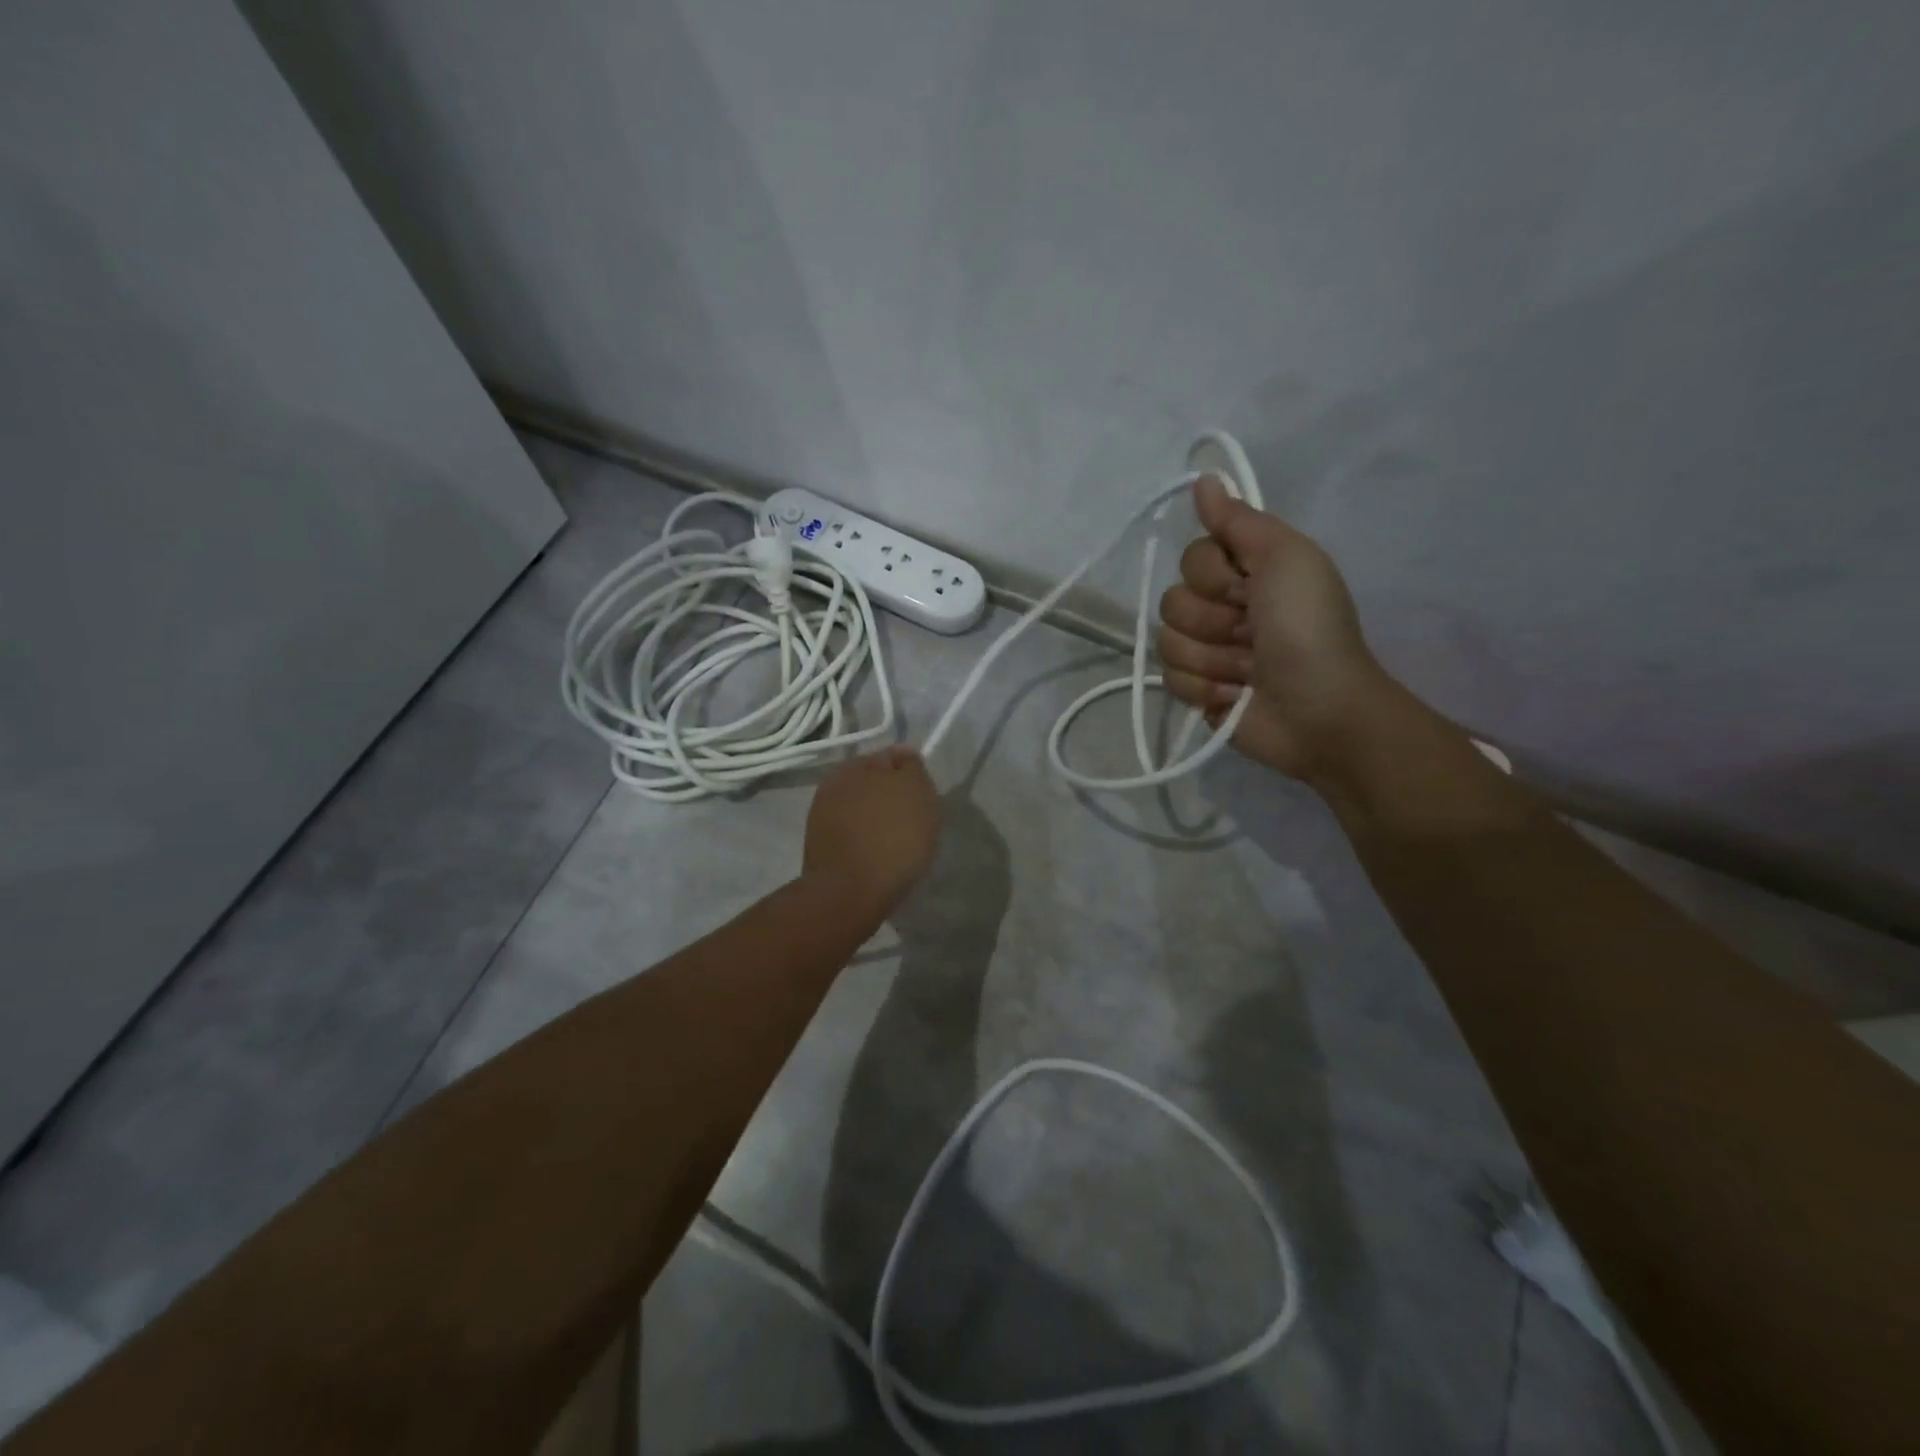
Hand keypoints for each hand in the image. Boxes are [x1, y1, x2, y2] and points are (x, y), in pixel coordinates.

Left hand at [803, 747, 941, 912]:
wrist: (850, 892)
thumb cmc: (893, 839)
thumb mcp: (917, 793)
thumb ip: (912, 769)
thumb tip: (905, 756)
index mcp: (858, 765)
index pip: (892, 757)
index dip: (911, 775)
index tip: (923, 797)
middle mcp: (835, 782)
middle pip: (873, 781)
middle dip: (891, 794)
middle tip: (912, 819)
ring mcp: (822, 814)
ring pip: (860, 807)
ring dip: (875, 817)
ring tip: (894, 841)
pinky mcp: (818, 843)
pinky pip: (850, 831)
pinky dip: (863, 838)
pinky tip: (875, 855)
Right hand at [1157, 475, 1389, 781]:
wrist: (1319, 710)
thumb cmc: (1308, 630)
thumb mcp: (1287, 559)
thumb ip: (1240, 522)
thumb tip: (1204, 478)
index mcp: (1245, 572)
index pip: (1191, 558)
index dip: (1214, 576)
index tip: (1249, 590)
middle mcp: (1222, 608)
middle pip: (1173, 601)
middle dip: (1213, 622)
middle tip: (1252, 635)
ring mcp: (1208, 652)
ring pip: (1168, 643)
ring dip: (1212, 659)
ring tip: (1249, 671)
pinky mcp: (1197, 691)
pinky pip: (1170, 679)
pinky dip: (1205, 689)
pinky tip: (1235, 696)